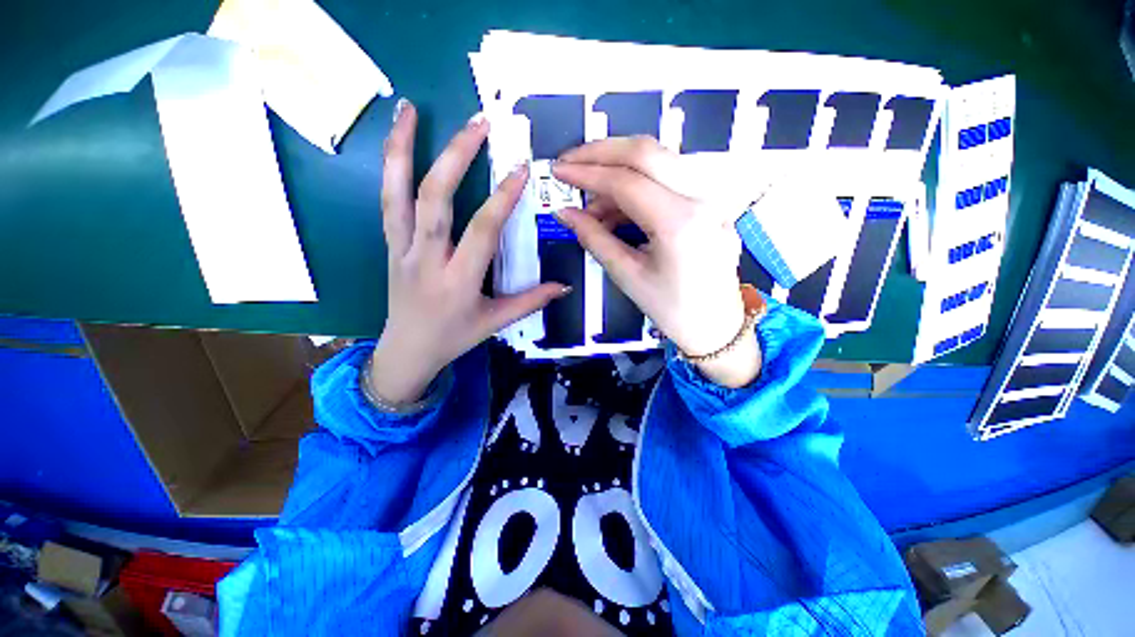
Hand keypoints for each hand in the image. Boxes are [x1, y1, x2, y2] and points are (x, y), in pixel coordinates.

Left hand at [370, 100, 569, 403]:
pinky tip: (396, 142)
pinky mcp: (388, 244)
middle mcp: (425, 259)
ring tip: (410, 108)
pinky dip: (388, 167)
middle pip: (434, 199)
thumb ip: (531, 301)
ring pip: (396, 192)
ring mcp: (400, 249)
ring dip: (402, 147)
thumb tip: (563, 286)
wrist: (406, 351)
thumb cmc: (454, 337)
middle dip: (455, 155)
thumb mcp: (495, 323)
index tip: (520, 169)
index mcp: (458, 281)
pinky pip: (386, 201)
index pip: (482, 230)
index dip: (502, 198)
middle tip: (478, 123)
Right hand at [552, 136, 760, 387]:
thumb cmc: (670, 308)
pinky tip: (617, 210)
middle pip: (647, 152)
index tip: (558, 170)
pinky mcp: (710, 201)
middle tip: (571, 164)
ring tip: (593, 205)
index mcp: (679, 223)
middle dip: (601, 152)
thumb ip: (594, 238)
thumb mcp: (626, 275)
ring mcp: (711, 196)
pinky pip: (668, 179)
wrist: (716, 325)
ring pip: (659, 160)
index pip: (626, 181)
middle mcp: (701, 198)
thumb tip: (564, 212)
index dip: (586, 172)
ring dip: (619, 171)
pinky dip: (638, 187)